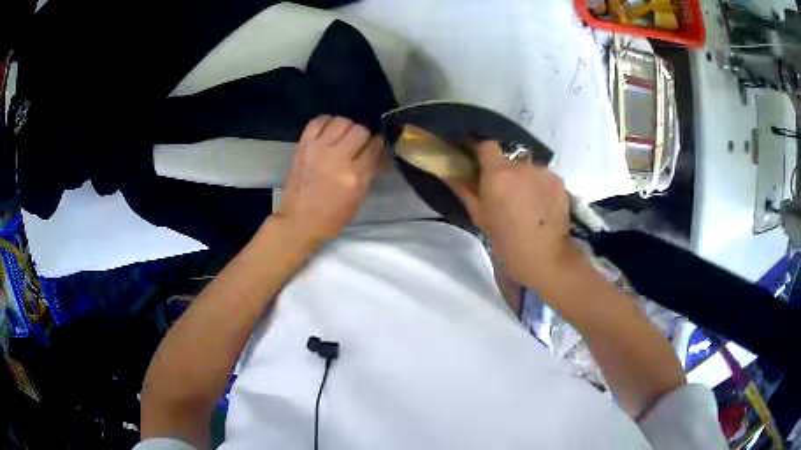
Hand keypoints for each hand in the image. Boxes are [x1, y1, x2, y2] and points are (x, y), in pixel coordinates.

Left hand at [274, 115, 383, 242]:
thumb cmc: (332, 216)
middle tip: (359, 144)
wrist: (299, 220)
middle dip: (364, 136)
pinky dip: (327, 122)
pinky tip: (329, 131)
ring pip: (341, 121)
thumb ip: (369, 172)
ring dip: (347, 127)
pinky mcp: (303, 145)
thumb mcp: (358, 198)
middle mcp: (337, 158)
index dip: (379, 144)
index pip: (374, 147)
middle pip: (360, 130)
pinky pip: (318, 121)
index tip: (377, 145)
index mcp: (354, 176)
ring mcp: (318, 149)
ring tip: (344, 137)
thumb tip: (378, 151)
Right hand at [446, 141, 584, 287]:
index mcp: (498, 173)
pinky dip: (542, 187)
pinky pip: (545, 177)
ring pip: (529, 169)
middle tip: (506, 195)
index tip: (481, 167)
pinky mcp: (560, 181)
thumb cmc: (506, 241)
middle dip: (506, 173)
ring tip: (528, 204)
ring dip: (526, 180)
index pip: (487, 146)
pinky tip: (542, 207)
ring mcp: (544, 172)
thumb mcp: (480, 217)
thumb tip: (449, 174)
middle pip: (510, 160)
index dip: (483, 154)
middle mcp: (522, 166)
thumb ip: (464, 190)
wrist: (545, 257)